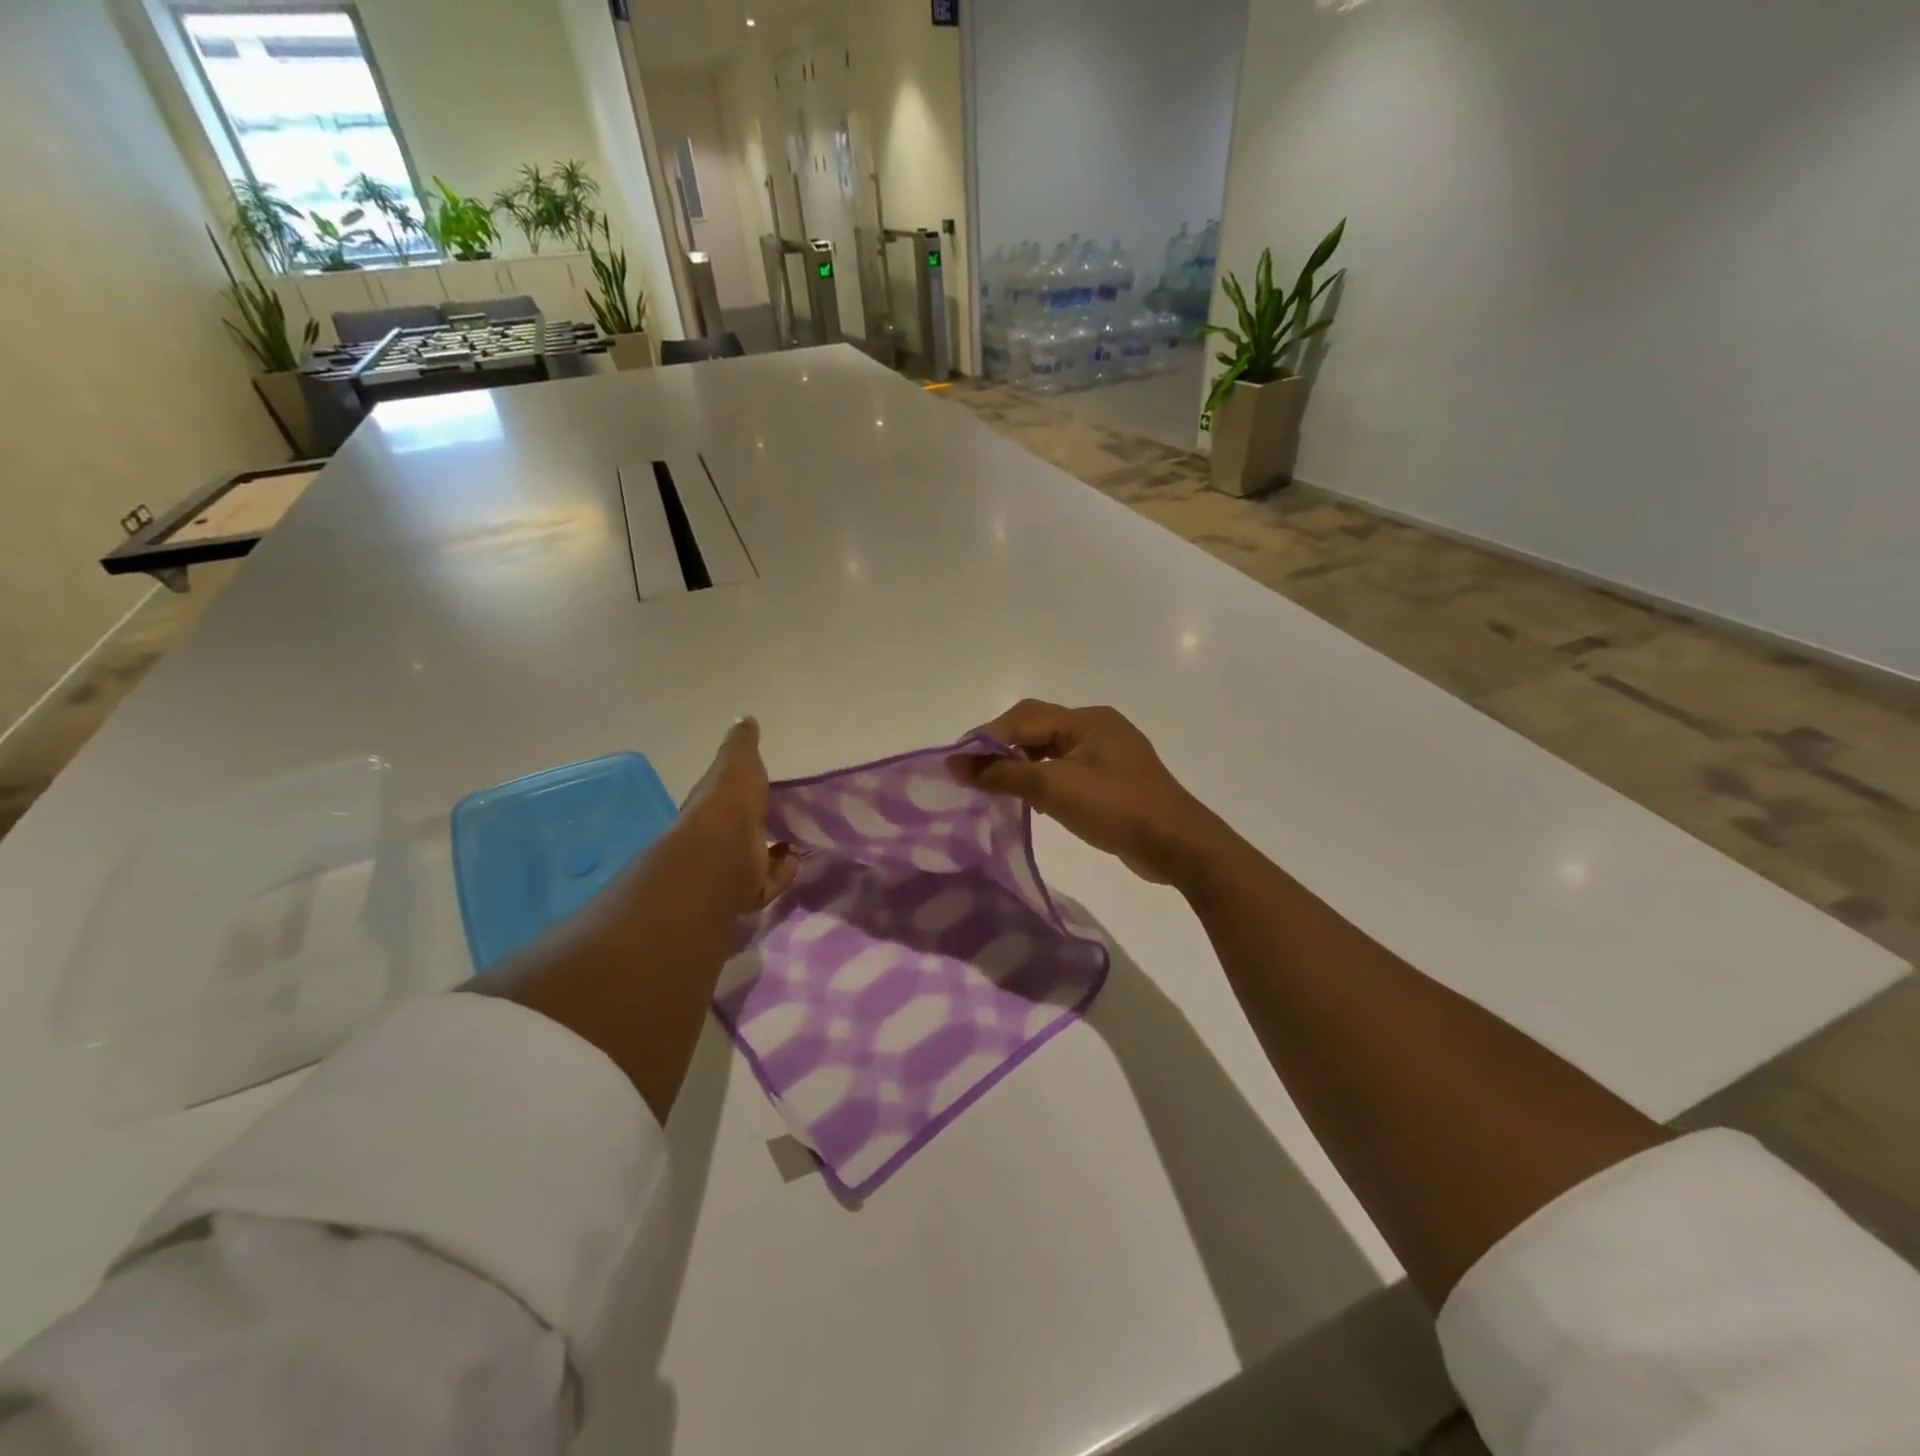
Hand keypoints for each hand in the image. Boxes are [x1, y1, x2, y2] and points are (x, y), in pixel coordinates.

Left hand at [678, 718, 798, 913]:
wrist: (723, 854)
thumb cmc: (730, 801)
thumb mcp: (738, 761)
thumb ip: (742, 743)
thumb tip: (744, 718)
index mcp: (712, 806)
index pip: (727, 798)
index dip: (742, 793)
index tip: (763, 788)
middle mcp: (717, 839)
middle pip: (742, 833)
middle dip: (761, 828)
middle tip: (788, 820)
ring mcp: (731, 868)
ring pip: (756, 862)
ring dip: (775, 855)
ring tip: (796, 843)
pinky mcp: (748, 893)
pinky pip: (770, 884)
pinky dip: (783, 873)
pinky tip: (795, 860)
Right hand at [948, 701, 1223, 883]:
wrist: (1178, 845)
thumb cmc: (1116, 808)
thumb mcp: (1054, 788)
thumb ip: (1003, 773)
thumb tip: (956, 763)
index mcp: (1087, 719)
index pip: (1025, 717)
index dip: (988, 737)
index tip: (959, 763)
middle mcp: (1099, 728)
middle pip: (1038, 729)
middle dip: (1005, 749)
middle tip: (977, 777)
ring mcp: (1110, 754)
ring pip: (1053, 751)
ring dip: (1025, 766)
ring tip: (1001, 791)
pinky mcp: (1115, 780)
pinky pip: (1070, 771)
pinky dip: (1047, 780)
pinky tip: (1036, 803)